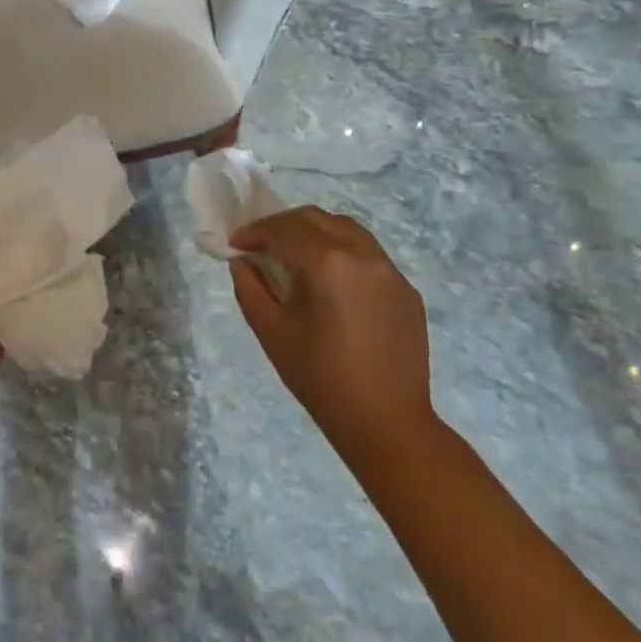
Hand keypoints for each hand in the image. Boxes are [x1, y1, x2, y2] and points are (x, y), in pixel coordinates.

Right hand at [229, 207, 434, 456]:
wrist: (386, 422)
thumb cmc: (320, 378)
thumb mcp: (271, 331)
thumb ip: (250, 287)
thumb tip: (243, 261)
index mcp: (326, 262)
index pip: (282, 229)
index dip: (254, 232)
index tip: (236, 245)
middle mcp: (361, 253)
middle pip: (314, 218)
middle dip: (282, 225)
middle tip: (261, 246)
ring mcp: (388, 269)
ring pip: (345, 228)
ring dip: (314, 232)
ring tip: (295, 256)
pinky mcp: (405, 288)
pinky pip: (368, 253)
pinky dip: (341, 252)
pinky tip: (330, 282)